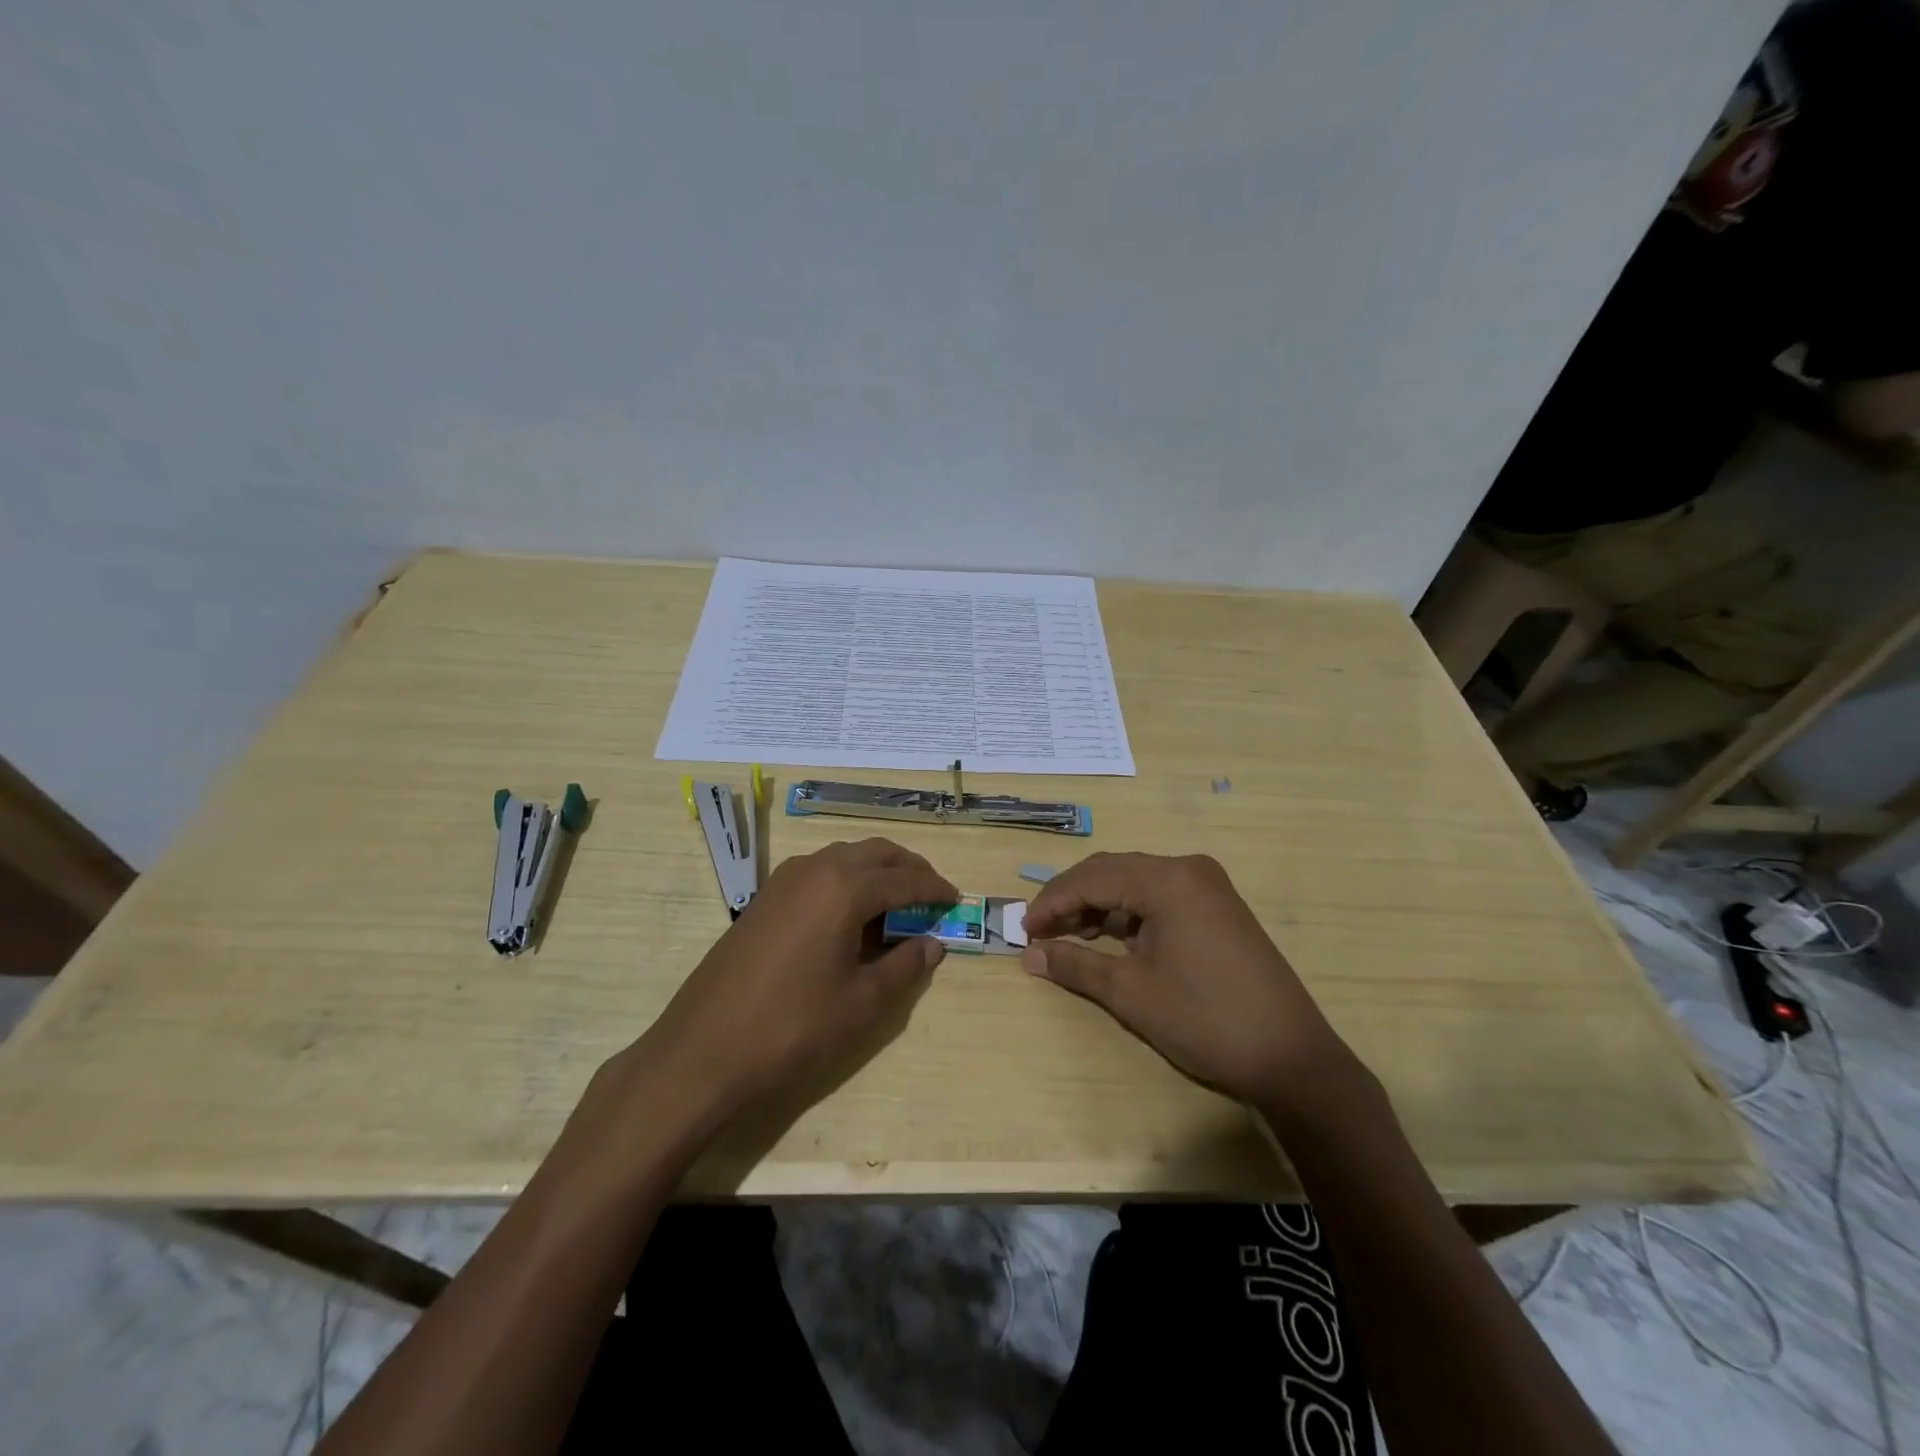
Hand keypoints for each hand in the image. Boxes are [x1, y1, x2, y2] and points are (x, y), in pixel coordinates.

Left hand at [630, 838, 955, 1121]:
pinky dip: (845, 879)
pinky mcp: (764, 899)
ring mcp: (783, 881)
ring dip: (875, 870)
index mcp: (844, 887)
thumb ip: (904, 966)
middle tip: (930, 894)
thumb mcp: (862, 1003)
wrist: (703, 1051)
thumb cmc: (793, 1028)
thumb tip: (933, 943)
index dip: (935, 889)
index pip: (905, 878)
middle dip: (908, 868)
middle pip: (875, 853)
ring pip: (843, 857)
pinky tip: (849, 914)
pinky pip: (817, 872)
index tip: (956, 900)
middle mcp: (815, 869)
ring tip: (895, 903)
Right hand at [1020, 852, 1345, 1106]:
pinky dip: (1129, 914)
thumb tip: (1029, 955)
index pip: (1093, 877)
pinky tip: (1112, 939)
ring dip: (1099, 906)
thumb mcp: (1131, 993)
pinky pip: (1159, 897)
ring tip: (1070, 937)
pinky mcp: (1218, 907)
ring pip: (1135, 882)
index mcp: (1169, 879)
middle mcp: (1189, 869)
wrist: (1291, 1058)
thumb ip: (1076, 964)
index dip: (1052, 901)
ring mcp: (1208, 886)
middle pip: (1113, 871)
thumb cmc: (1205, 1020)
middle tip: (1040, 931)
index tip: (1023, 929)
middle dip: (1072, 899)